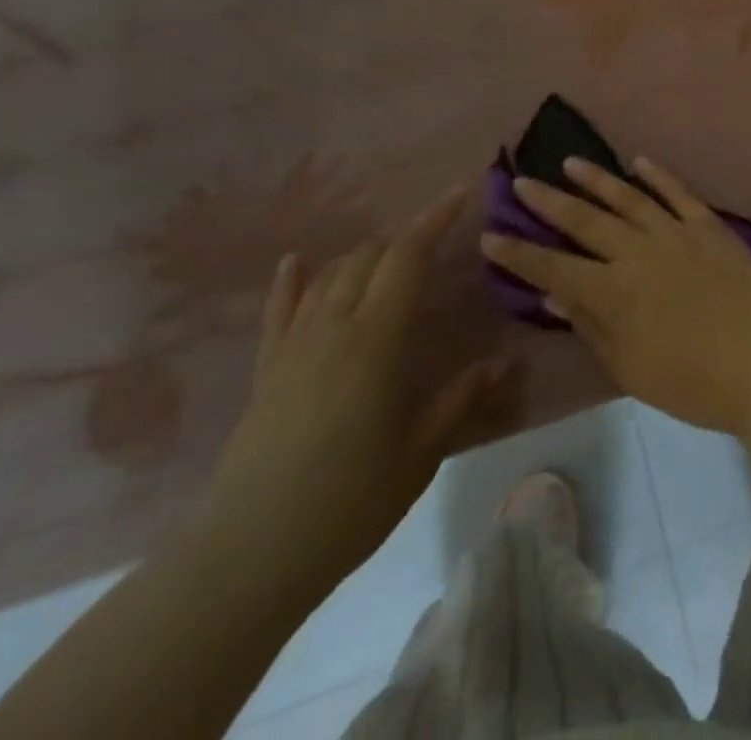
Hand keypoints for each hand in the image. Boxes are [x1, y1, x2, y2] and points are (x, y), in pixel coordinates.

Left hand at [191, 185, 511, 601]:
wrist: (244, 559)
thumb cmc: (346, 503)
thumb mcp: (420, 453)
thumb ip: (461, 399)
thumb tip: (505, 362)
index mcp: (376, 339)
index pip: (408, 256)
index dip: (435, 218)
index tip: (461, 191)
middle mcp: (333, 327)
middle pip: (368, 257)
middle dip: (405, 236)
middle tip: (438, 236)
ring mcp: (293, 347)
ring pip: (330, 276)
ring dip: (364, 254)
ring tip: (392, 253)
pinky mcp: (266, 372)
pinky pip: (279, 312)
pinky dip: (291, 280)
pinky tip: (297, 260)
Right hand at [480, 157, 750, 436]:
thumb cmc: (693, 382)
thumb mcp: (630, 368)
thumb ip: (591, 326)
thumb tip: (554, 293)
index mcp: (613, 292)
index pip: (552, 267)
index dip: (518, 253)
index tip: (490, 235)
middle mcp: (639, 253)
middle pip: (585, 221)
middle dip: (549, 202)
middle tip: (522, 181)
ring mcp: (677, 234)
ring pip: (628, 197)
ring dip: (597, 179)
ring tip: (570, 162)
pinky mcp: (710, 227)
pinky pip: (679, 193)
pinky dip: (657, 175)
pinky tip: (639, 162)